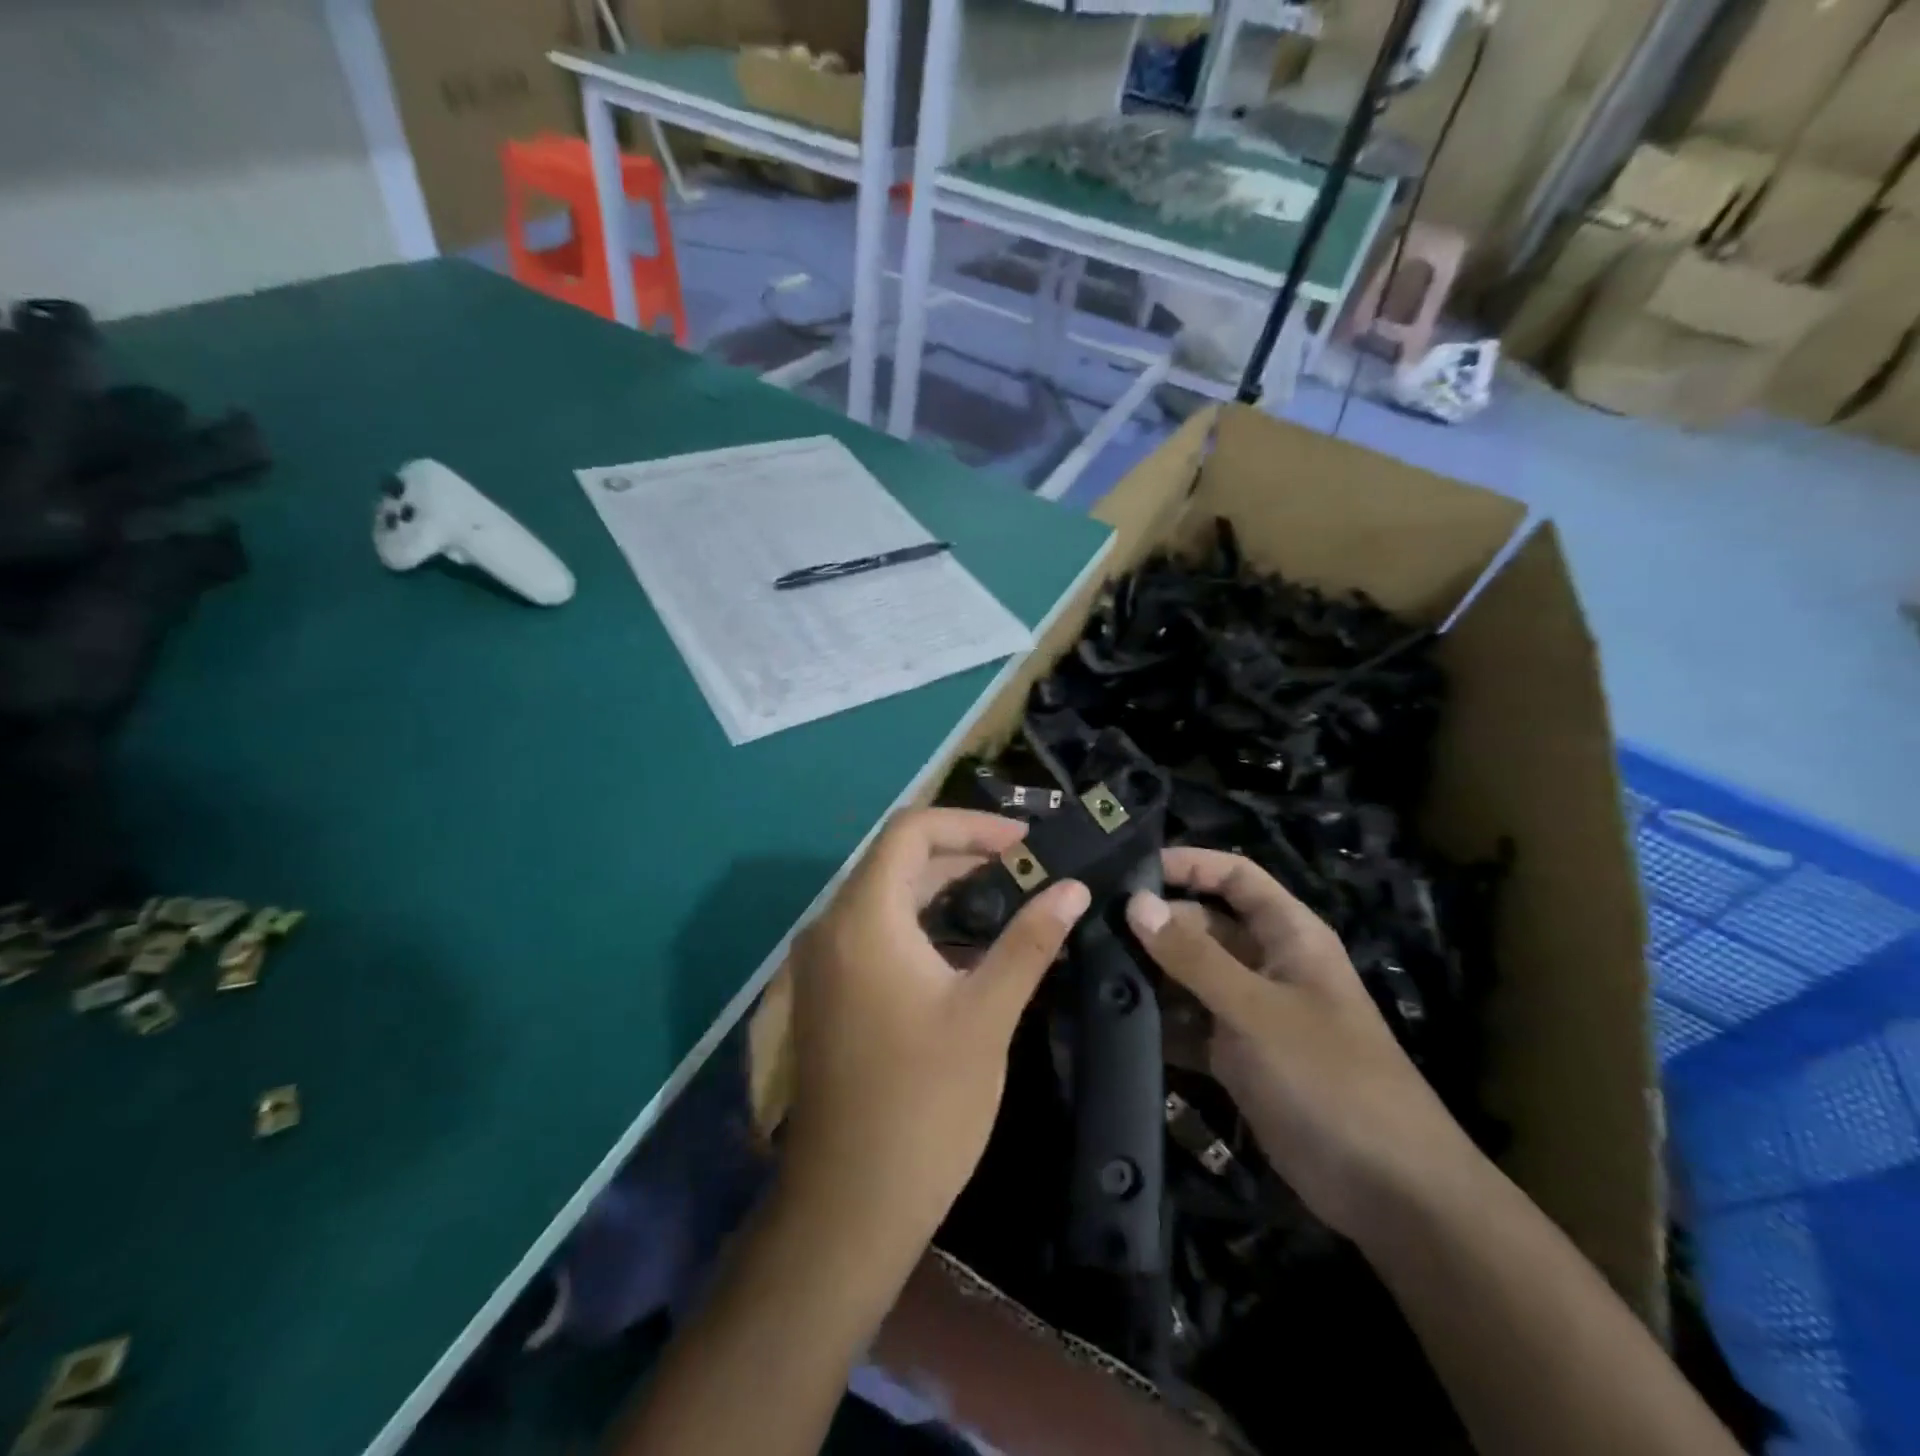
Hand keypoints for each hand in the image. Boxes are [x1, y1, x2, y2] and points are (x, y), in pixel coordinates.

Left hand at [782, 808, 1089, 1255]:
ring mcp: (824, 962)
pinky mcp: (828, 992)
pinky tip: (966, 945)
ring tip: (1007, 897)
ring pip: (886, 896)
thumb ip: (1029, 942)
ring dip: (943, 889)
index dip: (971, 824)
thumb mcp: (986, 1015)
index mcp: (865, 918)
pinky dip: (921, 923)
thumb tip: (1073, 889)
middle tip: (1026, 867)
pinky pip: (875, 931)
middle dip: (963, 854)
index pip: (912, 831)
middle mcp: (832, 927)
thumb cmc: (924, 1105)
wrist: (850, 1204)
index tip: (1026, 841)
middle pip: (897, 860)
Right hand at [1126, 848, 1473, 1235]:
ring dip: (1148, 975)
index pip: (1234, 877)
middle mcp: (1266, 964)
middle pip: (1202, 925)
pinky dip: (1155, 1022)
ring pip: (1188, 976)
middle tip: (1089, 928)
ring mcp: (1249, 1012)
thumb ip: (1193, 957)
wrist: (1389, 1192)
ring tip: (1086, 970)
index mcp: (1288, 936)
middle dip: (1153, 925)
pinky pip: (1186, 1024)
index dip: (1188, 864)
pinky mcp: (1234, 1056)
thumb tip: (1135, 904)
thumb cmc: (1330, 1078)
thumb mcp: (1257, 1010)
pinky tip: (1109, 1021)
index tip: (1129, 871)